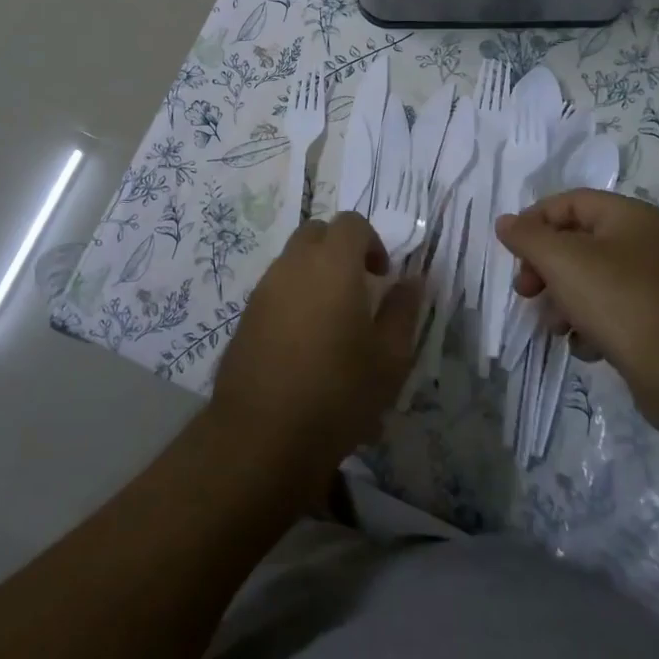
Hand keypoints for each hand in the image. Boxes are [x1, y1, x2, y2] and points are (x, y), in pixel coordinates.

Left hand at [209, 212, 420, 482]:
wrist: (263, 434)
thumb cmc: (338, 393)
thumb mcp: (390, 358)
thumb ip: (403, 310)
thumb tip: (412, 281)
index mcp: (332, 264)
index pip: (351, 223)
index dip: (372, 241)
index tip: (383, 276)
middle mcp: (294, 265)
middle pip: (317, 232)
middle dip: (341, 249)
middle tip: (359, 288)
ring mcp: (264, 288)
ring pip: (293, 259)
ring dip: (316, 273)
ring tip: (334, 320)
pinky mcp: (246, 314)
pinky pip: (276, 287)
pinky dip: (295, 296)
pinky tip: (306, 342)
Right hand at [495, 190, 658, 433]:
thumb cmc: (620, 301)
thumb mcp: (562, 261)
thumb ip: (527, 237)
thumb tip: (505, 222)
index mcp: (628, 216)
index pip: (568, 202)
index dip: (534, 221)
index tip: (511, 252)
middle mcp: (644, 242)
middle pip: (576, 242)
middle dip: (544, 267)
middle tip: (525, 291)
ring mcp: (653, 284)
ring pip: (589, 280)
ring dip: (562, 300)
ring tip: (557, 327)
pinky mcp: (656, 321)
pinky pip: (609, 312)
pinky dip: (590, 325)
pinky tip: (586, 346)